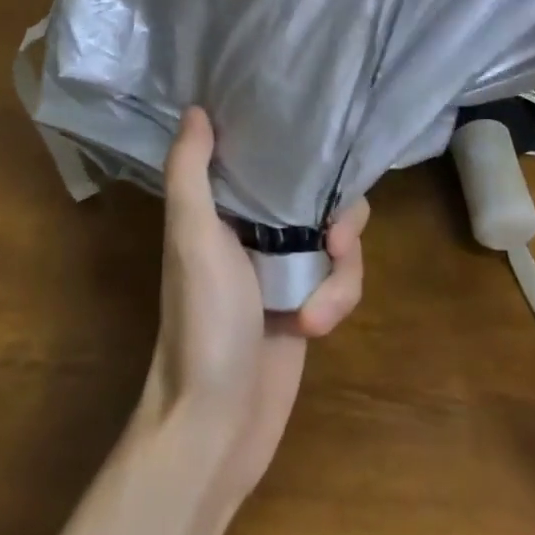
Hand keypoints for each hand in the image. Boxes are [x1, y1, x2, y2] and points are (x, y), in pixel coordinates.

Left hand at [140, 106, 369, 501]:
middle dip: (340, 219)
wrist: (214, 427)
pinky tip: (316, 328)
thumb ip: (190, 172)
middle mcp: (259, 230)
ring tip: (318, 309)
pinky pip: (344, 281)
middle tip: (335, 240)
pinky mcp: (310, 304)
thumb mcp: (191, 239)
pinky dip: (339, 301)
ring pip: (341, 240)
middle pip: (323, 196)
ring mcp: (288, 269)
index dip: (303, 151)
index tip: (326, 153)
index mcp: (227, 207)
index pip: (275, 158)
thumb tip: (196, 108)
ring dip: (342, 273)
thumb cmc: (201, 324)